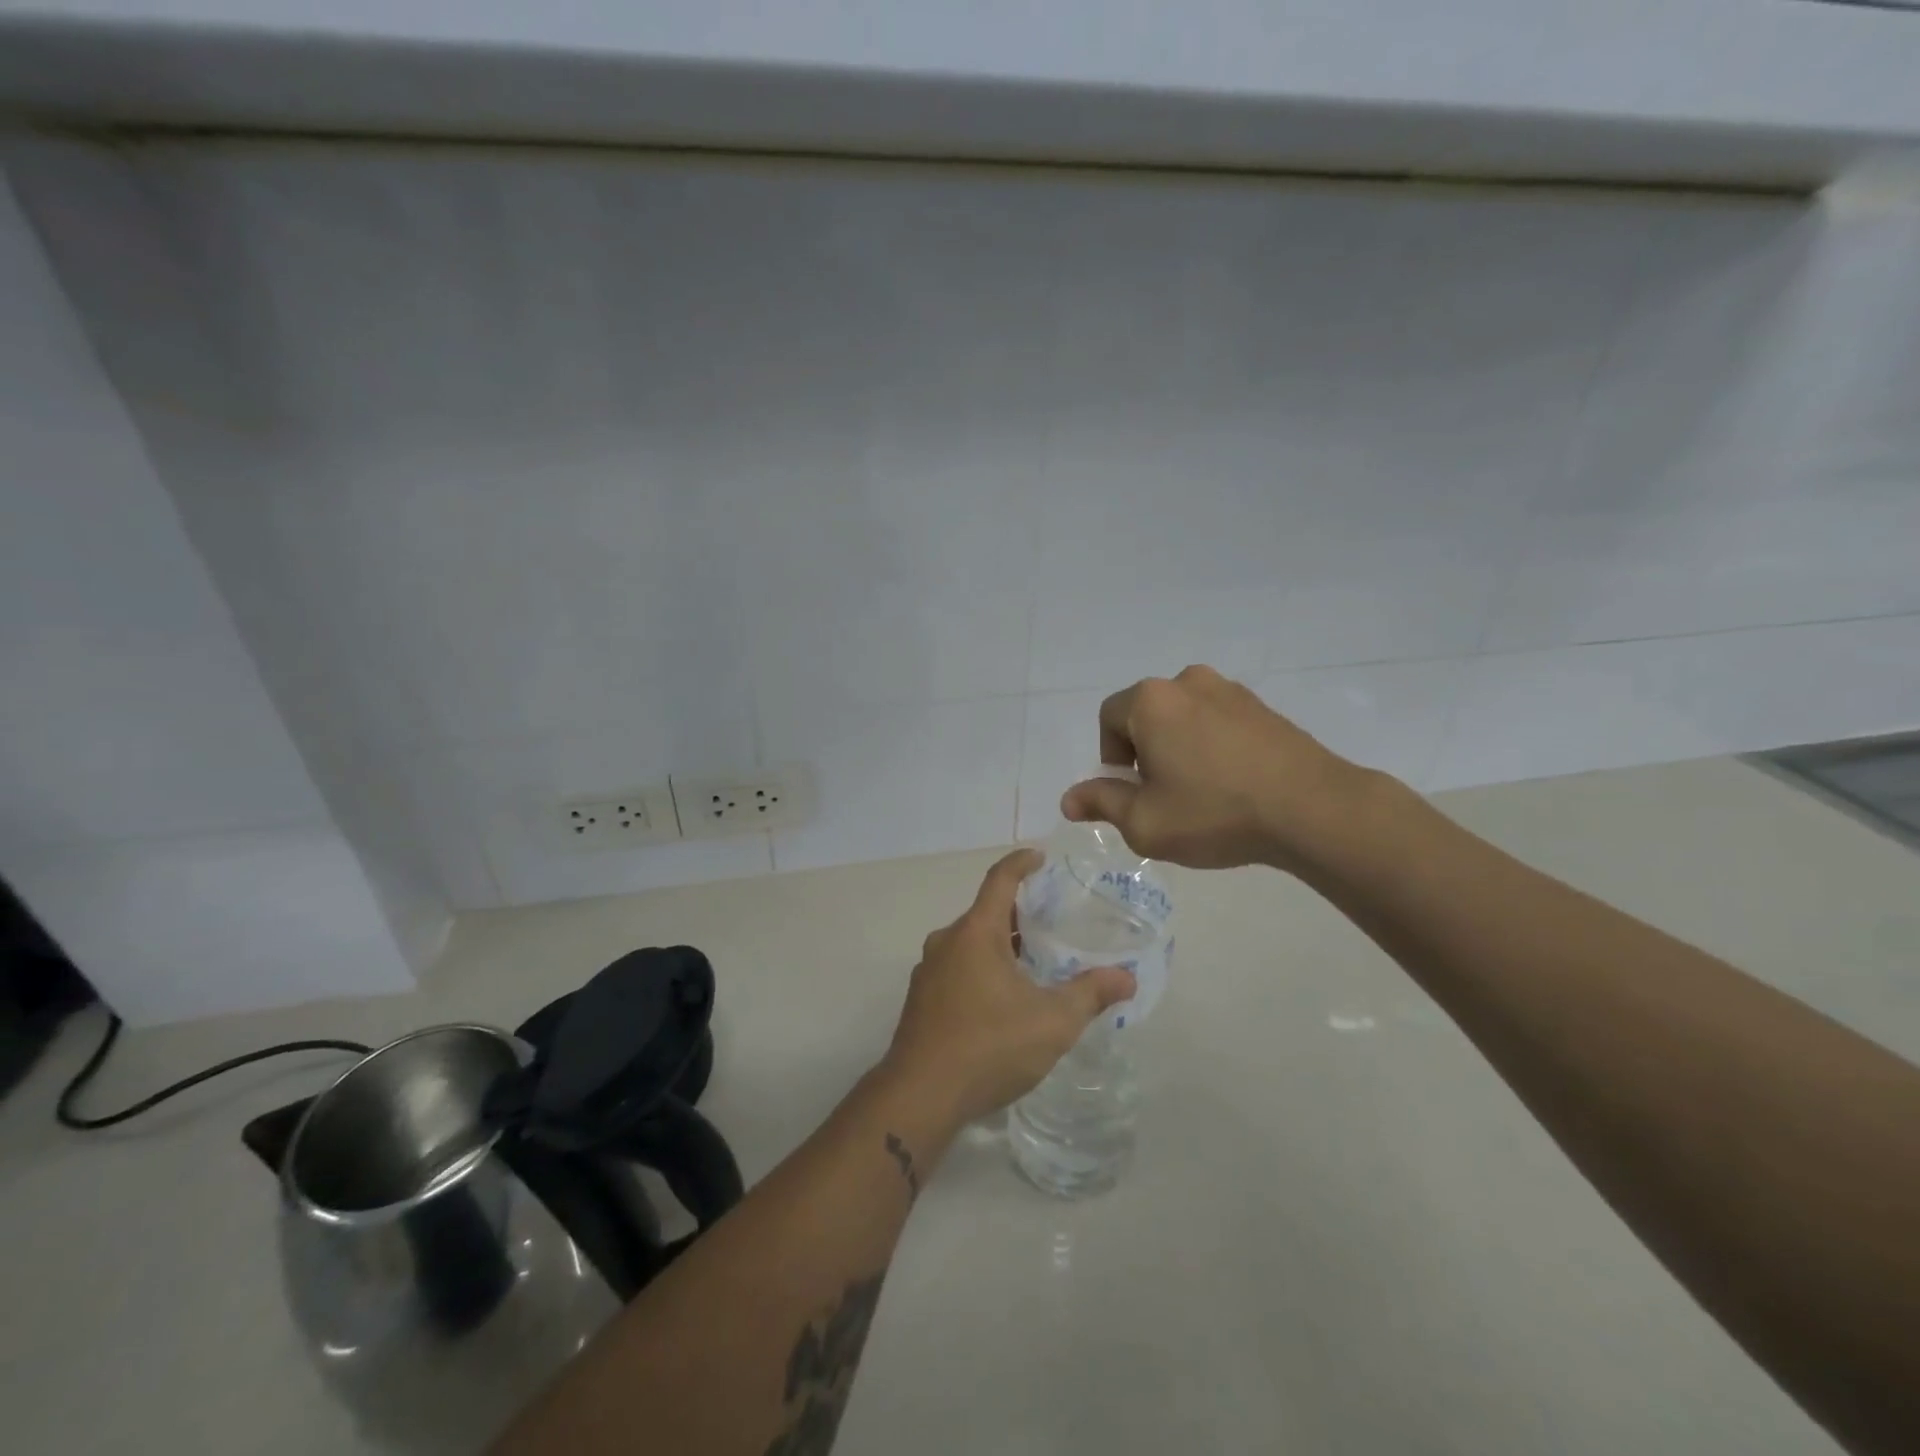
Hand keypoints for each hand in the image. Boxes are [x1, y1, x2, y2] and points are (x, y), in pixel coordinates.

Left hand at [880, 849, 1135, 1127]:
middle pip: (985, 914)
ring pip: (970, 944)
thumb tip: (1127, 978)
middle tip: (1051, 923)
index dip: (1021, 863)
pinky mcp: (921, 1000)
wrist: (920, 1096)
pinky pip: (957, 969)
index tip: (1039, 857)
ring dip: (999, 946)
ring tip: (1032, 964)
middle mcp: (946, 942)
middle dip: (1017, 914)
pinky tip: (1002, 1001)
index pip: (1000, 880)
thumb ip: (1090, 994)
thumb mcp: (1052, 1022)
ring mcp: (928, 972)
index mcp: (975, 933)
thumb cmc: (989, 1046)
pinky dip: (981, 970)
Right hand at [1060, 664, 1374, 872]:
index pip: (1109, 718)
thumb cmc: (1215, 813)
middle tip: (1163, 797)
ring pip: (1184, 718)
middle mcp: (1188, 682)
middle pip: (1147, 715)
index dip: (1111, 758)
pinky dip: (1213, 747)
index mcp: (1152, 701)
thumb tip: (1069, 800)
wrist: (1312, 809)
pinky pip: (1219, 722)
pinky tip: (1232, 784)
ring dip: (1180, 749)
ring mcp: (1231, 691)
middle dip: (1145, 753)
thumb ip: (1101, 803)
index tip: (1132, 793)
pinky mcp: (1264, 707)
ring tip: (1201, 793)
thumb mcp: (1145, 822)